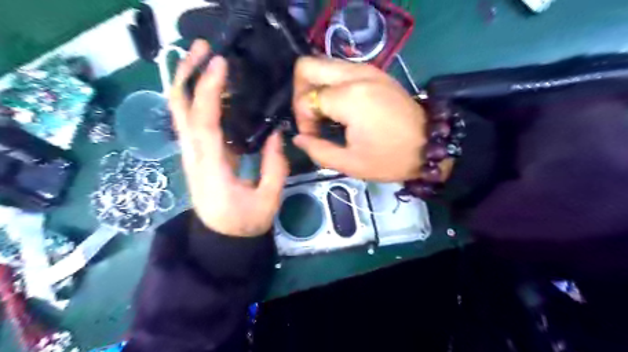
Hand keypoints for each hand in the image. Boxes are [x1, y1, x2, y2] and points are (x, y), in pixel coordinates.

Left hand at [171, 41, 288, 236]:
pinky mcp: (199, 154)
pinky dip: (201, 100)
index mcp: (211, 168)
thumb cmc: (245, 223)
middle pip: (179, 108)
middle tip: (202, 48)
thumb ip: (275, 166)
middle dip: (186, 73)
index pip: (204, 122)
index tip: (220, 63)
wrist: (223, 240)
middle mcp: (194, 156)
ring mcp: (193, 154)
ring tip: (206, 59)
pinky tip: (217, 89)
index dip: (209, 89)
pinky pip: (194, 122)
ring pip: (182, 112)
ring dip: (190, 82)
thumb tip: (277, 133)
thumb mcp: (268, 198)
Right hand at [294, 56, 435, 181]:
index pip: (307, 98)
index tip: (313, 138)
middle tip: (311, 117)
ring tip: (325, 114)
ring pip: (324, 65)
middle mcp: (356, 75)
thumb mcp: (350, 163)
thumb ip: (318, 151)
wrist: (429, 146)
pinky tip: (339, 107)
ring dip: (316, 87)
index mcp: (349, 98)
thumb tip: (298, 139)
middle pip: (308, 66)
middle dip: (301, 92)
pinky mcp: (375, 72)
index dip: (303, 120)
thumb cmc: (391, 159)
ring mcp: (367, 69)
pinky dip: (331, 85)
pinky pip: (341, 69)